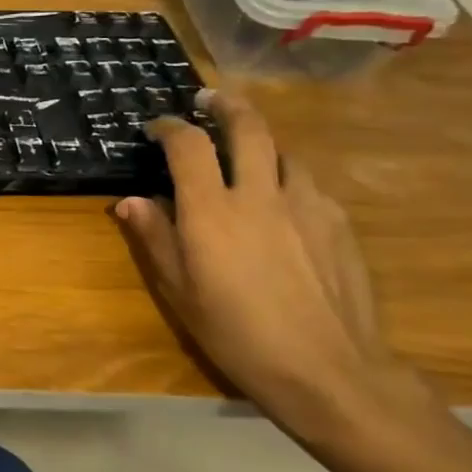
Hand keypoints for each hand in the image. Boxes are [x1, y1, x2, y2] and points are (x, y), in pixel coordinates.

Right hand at [116, 90, 438, 449]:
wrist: (329, 371)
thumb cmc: (236, 334)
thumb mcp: (178, 290)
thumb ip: (154, 238)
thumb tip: (131, 200)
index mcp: (212, 211)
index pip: (188, 146)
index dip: (169, 127)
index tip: (156, 127)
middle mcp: (260, 195)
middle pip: (249, 128)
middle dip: (226, 106)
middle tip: (209, 100)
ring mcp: (308, 206)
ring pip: (284, 153)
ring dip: (260, 143)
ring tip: (245, 155)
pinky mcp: (340, 225)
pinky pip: (308, 186)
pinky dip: (287, 179)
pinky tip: (282, 205)